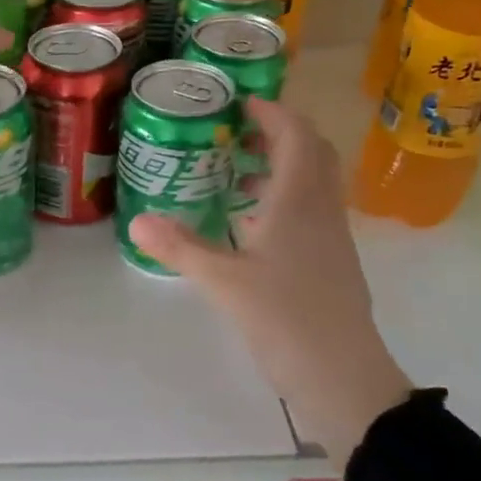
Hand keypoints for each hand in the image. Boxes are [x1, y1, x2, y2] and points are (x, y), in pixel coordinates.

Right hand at [129, 97, 411, 458]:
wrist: (343, 377)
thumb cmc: (286, 319)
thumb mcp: (224, 282)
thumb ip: (181, 248)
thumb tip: (137, 221)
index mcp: (299, 202)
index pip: (296, 135)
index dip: (272, 113)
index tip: (240, 103)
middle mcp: (322, 210)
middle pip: (312, 153)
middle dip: (277, 135)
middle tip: (236, 136)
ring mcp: (332, 237)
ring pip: (313, 184)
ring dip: (281, 169)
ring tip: (236, 176)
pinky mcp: (331, 263)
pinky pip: (311, 212)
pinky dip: (284, 202)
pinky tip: (251, 227)